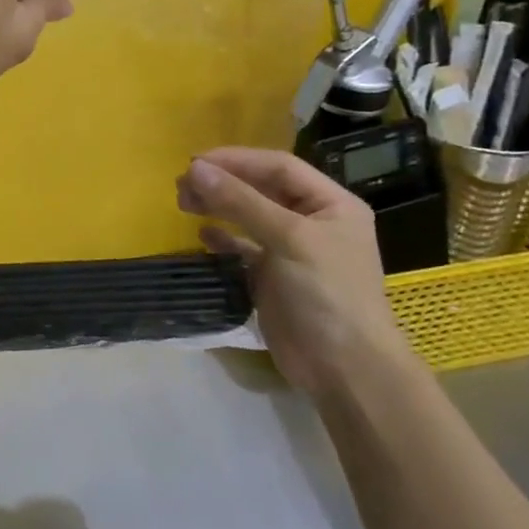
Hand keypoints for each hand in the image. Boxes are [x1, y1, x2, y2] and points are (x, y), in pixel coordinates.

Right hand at [177, 149, 415, 396]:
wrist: (345, 369)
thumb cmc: (327, 293)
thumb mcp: (289, 239)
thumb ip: (241, 202)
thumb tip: (194, 168)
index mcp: (331, 204)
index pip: (279, 167)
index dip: (237, 160)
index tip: (195, 162)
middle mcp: (313, 222)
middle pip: (261, 188)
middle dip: (223, 182)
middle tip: (182, 184)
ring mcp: (293, 251)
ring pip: (249, 215)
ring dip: (218, 206)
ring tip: (184, 203)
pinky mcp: (273, 278)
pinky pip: (243, 248)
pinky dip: (222, 239)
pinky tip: (202, 235)